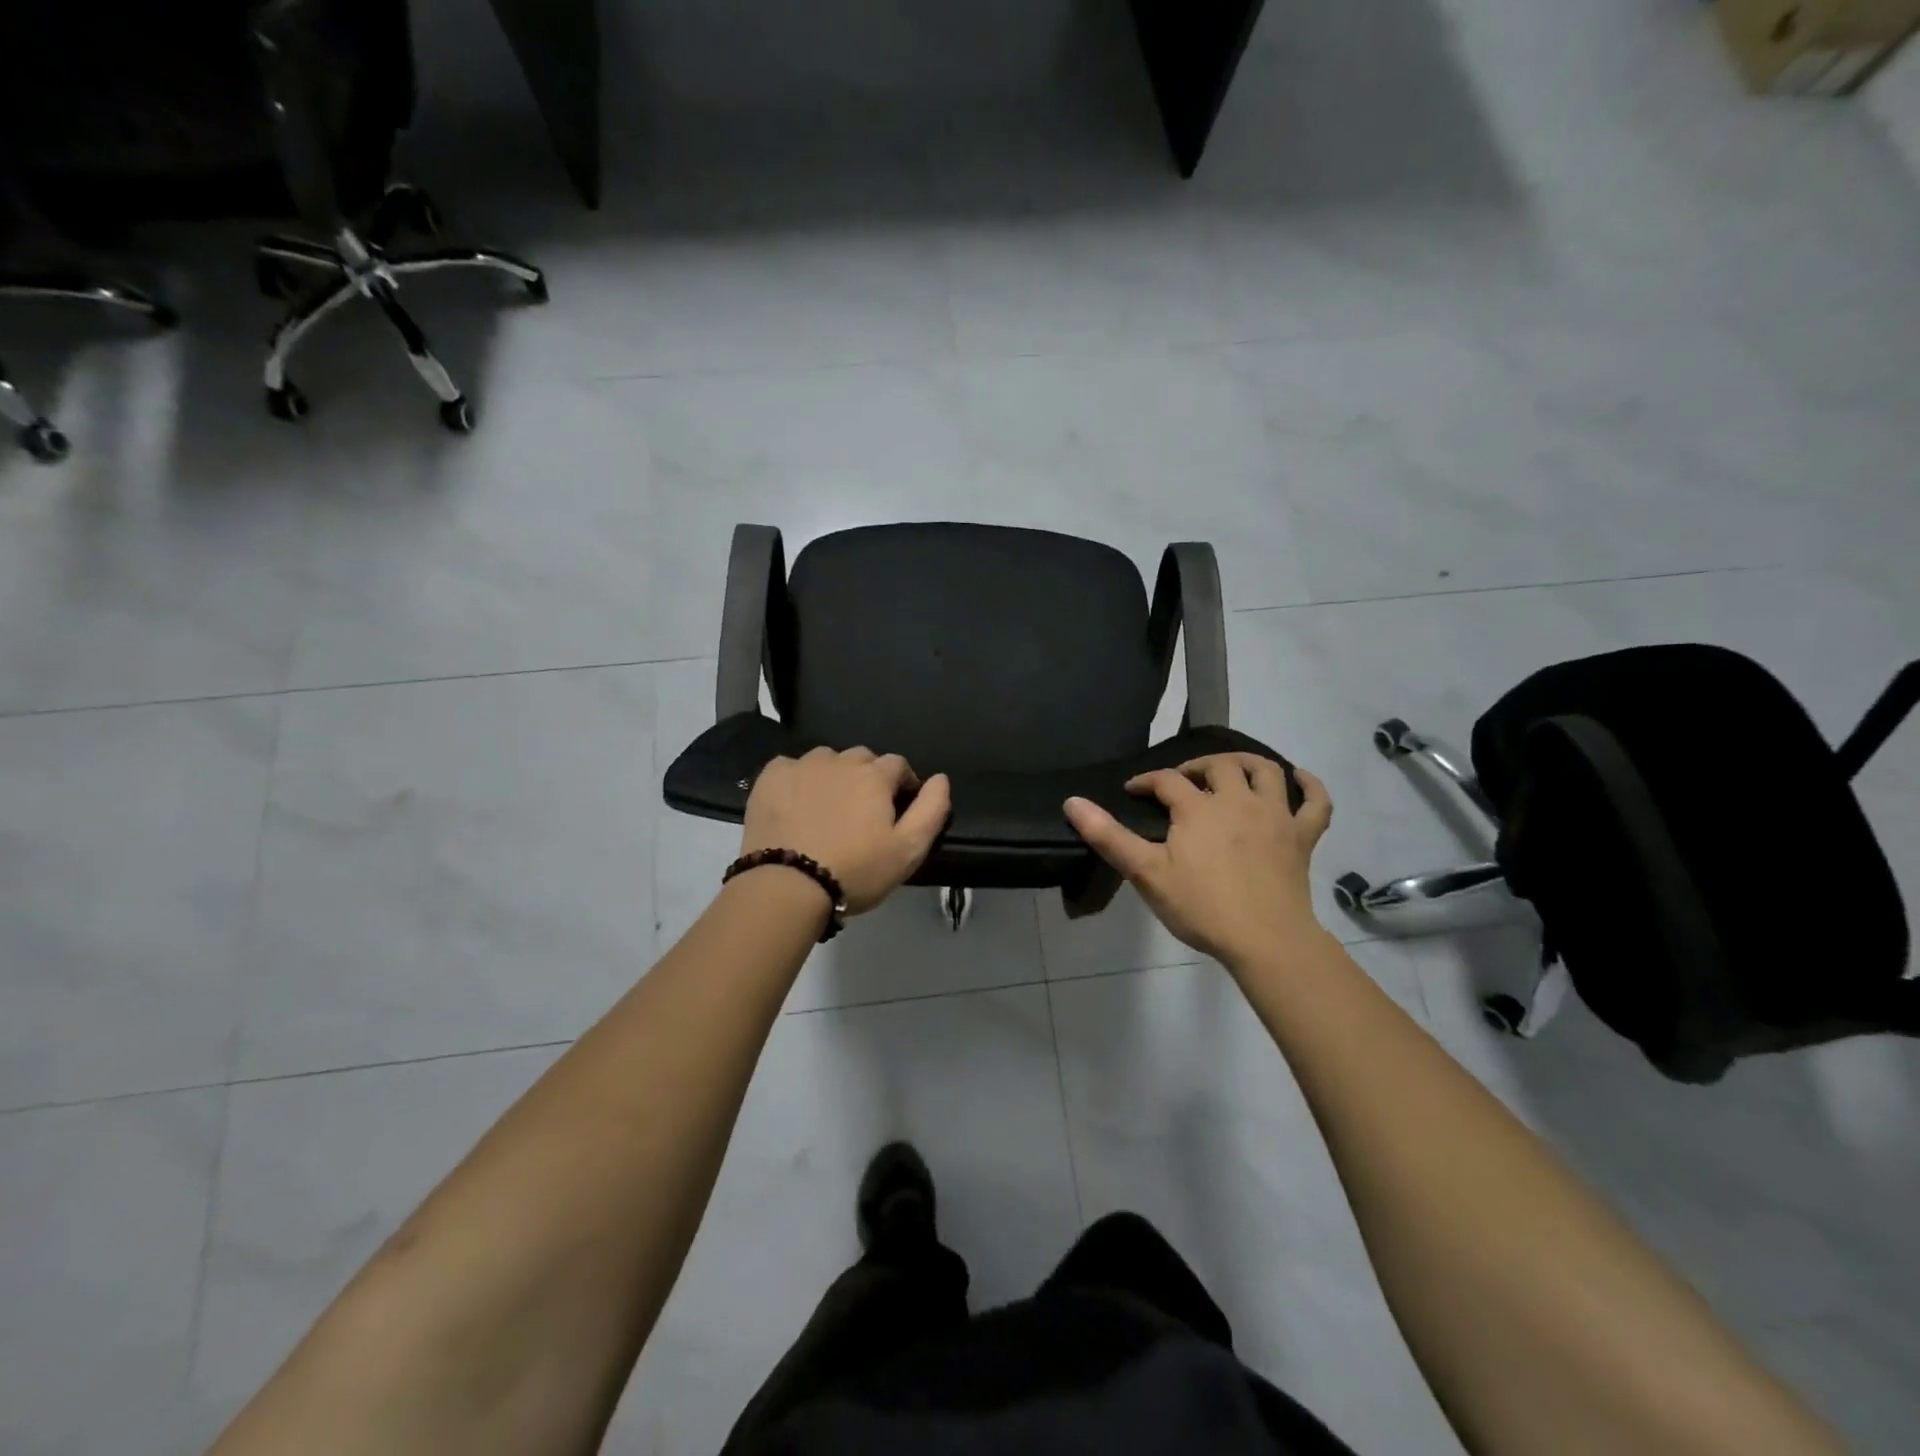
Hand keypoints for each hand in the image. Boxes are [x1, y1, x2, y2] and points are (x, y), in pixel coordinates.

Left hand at [741, 747, 951, 914]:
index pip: (898, 765)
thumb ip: (932, 810)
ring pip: (826, 760)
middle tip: (862, 812)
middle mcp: (839, 760)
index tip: (898, 807)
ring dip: (833, 776)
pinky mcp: (770, 777)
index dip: (903, 783)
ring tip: (827, 808)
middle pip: (862, 759)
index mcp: (874, 775)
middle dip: (868, 777)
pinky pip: (791, 767)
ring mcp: (802, 765)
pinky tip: (796, 805)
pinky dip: (798, 780)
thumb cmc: (855, 871)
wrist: (788, 886)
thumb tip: (941, 778)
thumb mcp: (908, 850)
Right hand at [1064, 753, 1331, 968]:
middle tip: (1180, 782)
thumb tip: (1072, 802)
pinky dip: (1310, 786)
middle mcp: (1238, 801)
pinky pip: (1316, 803)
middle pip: (1218, 766)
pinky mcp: (1302, 837)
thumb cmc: (1201, 907)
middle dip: (1195, 767)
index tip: (1132, 791)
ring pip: (1265, 771)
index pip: (1166, 781)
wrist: (1266, 941)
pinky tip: (1300, 778)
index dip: (1146, 782)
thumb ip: (1108, 836)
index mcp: (1198, 809)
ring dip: (1246, 763)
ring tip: (1230, 769)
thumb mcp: (1146, 873)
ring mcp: (1275, 817)